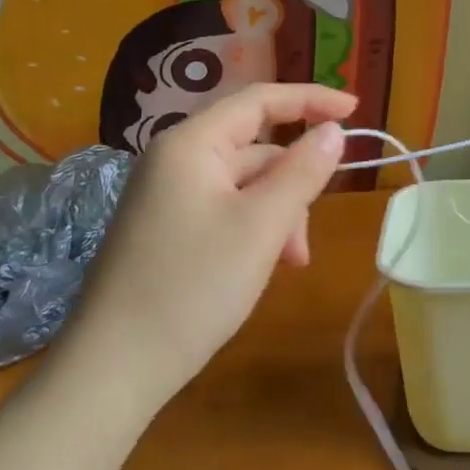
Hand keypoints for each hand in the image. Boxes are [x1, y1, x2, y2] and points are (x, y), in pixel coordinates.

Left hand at [79, 83, 355, 406]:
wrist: (112, 369)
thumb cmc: (193, 288)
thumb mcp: (262, 226)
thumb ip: (303, 171)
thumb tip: (333, 130)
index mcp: (192, 144)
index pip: (261, 100)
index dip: (312, 99)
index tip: (356, 110)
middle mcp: (175, 159)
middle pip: (255, 148)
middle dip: (293, 185)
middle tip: (306, 238)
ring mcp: (167, 195)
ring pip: (244, 184)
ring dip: (277, 214)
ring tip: (288, 263)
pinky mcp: (166, 228)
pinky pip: (225, 209)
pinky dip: (253, 229)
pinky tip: (262, 267)